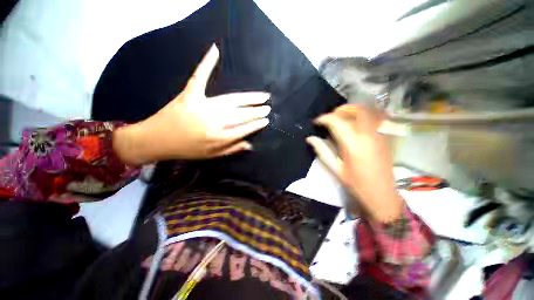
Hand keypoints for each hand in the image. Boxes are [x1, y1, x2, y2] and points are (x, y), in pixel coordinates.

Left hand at [113, 44, 270, 163]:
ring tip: (262, 96)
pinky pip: (200, 77)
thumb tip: (250, 145)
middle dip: (257, 111)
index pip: (244, 129)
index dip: (256, 124)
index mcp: (219, 138)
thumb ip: (232, 150)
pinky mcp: (189, 94)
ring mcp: (202, 106)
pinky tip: (215, 50)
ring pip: (232, 100)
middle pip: (242, 114)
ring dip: (249, 98)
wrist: (156, 141)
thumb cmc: (186, 150)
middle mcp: (215, 122)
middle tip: (268, 107)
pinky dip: (206, 63)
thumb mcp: (211, 156)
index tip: (266, 120)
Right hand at [306, 104, 402, 222]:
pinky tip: (357, 120)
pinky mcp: (386, 137)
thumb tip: (310, 138)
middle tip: (330, 117)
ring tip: (342, 116)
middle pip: (356, 110)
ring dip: (353, 110)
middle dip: (341, 110)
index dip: (324, 118)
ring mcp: (381, 134)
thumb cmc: (356, 184)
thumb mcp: (335, 168)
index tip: (316, 121)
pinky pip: (378, 117)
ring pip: (369, 111)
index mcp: (353, 144)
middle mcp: (369, 135)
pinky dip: (366, 114)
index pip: (337, 122)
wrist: (381, 194)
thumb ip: (322, 150)